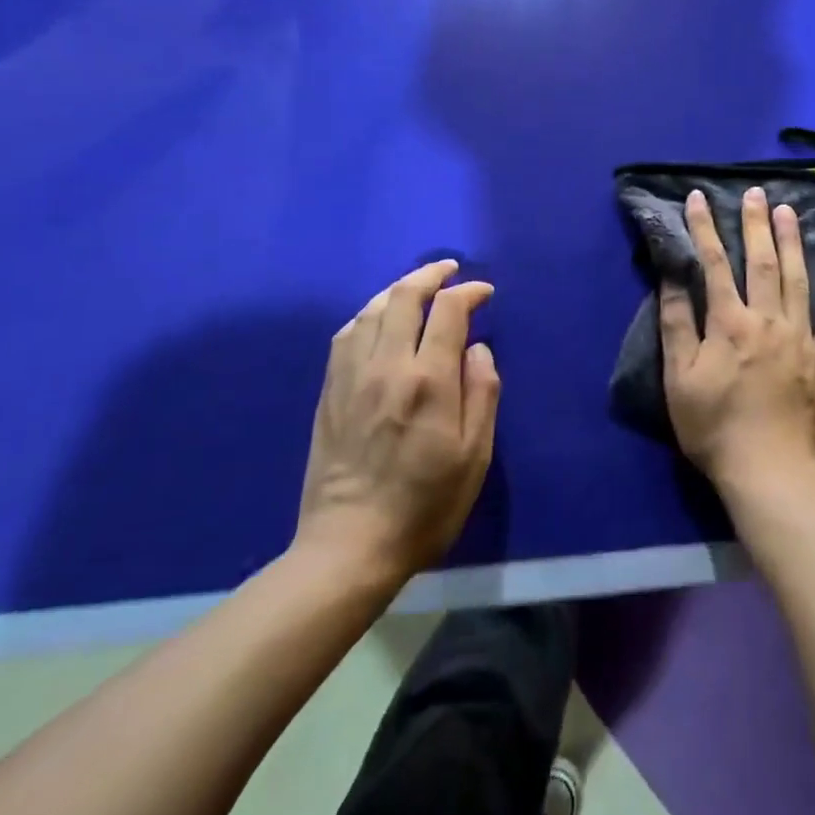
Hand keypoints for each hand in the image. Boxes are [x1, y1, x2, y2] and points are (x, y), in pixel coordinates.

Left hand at [296, 260, 500, 582]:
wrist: (350, 545)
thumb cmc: (425, 504)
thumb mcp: (475, 456)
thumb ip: (482, 392)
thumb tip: (477, 348)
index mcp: (428, 380)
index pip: (448, 312)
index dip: (468, 292)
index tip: (484, 292)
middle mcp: (386, 366)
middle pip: (404, 297)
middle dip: (430, 275)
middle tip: (449, 269)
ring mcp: (351, 376)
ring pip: (372, 310)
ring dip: (397, 289)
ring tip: (417, 287)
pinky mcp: (330, 392)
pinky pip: (347, 334)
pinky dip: (368, 313)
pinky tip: (377, 318)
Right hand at [660, 186, 814, 498]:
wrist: (770, 471)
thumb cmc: (715, 428)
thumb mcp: (679, 379)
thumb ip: (676, 324)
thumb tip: (671, 276)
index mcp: (729, 323)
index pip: (714, 264)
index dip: (704, 228)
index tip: (698, 198)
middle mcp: (767, 319)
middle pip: (761, 261)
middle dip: (755, 223)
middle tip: (755, 192)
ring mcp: (801, 336)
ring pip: (797, 277)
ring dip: (791, 240)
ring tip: (788, 210)